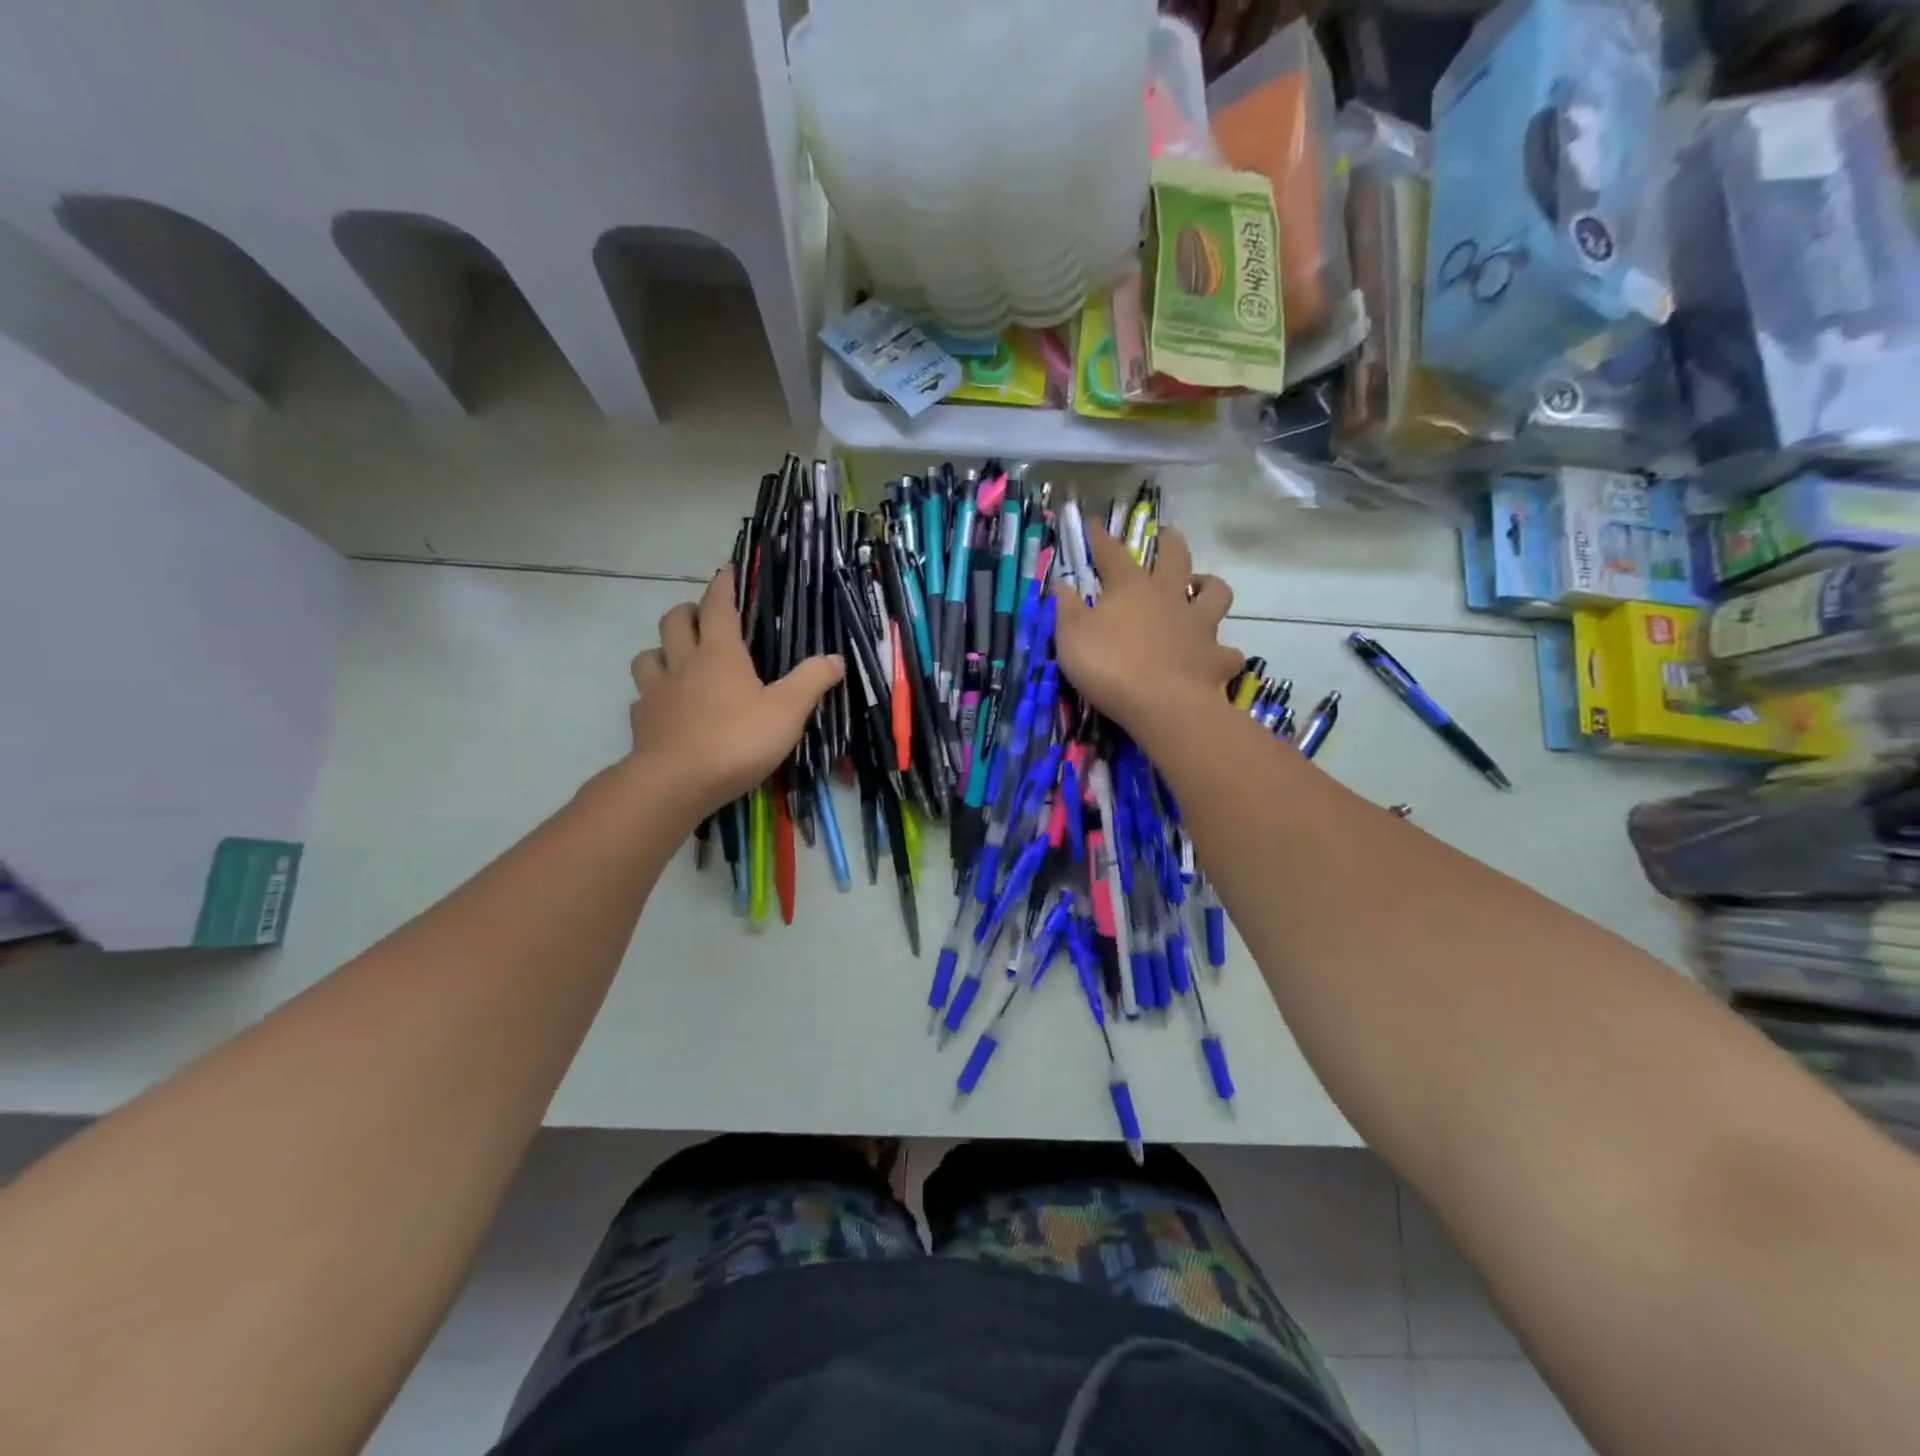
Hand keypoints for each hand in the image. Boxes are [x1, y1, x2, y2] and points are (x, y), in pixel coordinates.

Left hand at [627, 566, 843, 814]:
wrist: (675, 783)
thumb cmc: (737, 741)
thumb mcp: (787, 711)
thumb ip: (812, 681)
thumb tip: (836, 658)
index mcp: (720, 654)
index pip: (718, 606)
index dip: (723, 585)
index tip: (727, 570)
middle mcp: (683, 663)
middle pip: (674, 621)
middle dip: (688, 611)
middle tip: (702, 616)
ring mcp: (656, 692)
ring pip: (648, 655)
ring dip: (662, 650)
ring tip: (677, 659)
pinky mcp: (641, 722)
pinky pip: (642, 697)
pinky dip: (653, 695)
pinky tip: (666, 708)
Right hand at [1053, 525, 1242, 738]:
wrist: (1162, 705)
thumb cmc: (1109, 667)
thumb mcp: (1071, 636)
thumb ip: (1065, 607)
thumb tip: (1060, 581)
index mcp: (1131, 588)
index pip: (1113, 552)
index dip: (1101, 538)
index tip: (1093, 524)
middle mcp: (1170, 597)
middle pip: (1176, 557)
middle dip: (1169, 541)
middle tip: (1166, 535)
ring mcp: (1199, 626)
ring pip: (1216, 593)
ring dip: (1209, 586)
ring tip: (1201, 588)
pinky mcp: (1216, 659)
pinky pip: (1228, 652)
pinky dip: (1223, 653)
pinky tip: (1215, 657)